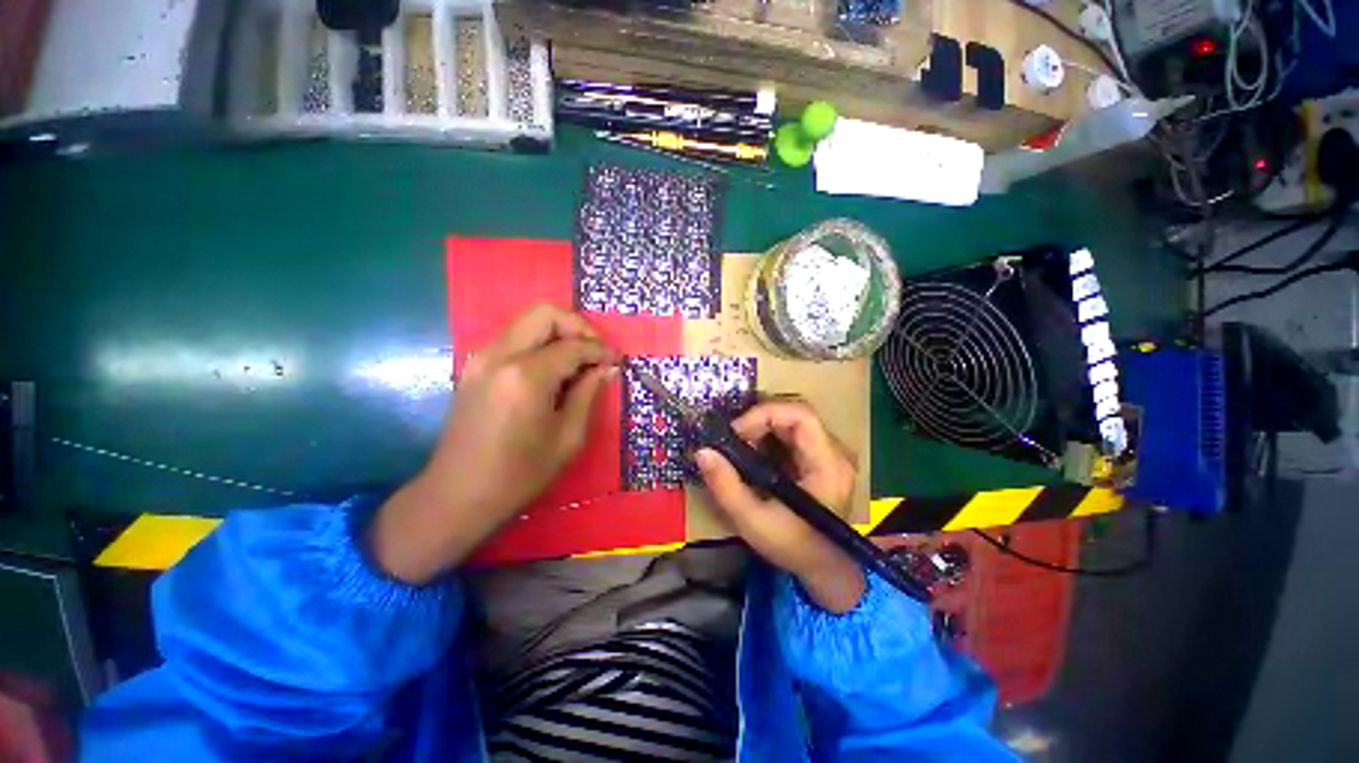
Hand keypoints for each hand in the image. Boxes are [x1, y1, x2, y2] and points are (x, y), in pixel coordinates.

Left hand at [372, 305, 616, 583]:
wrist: (459, 494)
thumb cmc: (521, 474)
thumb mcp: (568, 437)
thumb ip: (588, 394)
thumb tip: (607, 368)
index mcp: (526, 376)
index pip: (572, 346)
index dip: (600, 351)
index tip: (616, 362)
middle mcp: (500, 355)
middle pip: (545, 314)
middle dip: (578, 326)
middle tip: (596, 352)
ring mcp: (481, 358)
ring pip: (527, 322)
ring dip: (558, 333)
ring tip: (579, 361)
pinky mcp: (474, 366)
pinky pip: (514, 339)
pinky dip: (539, 343)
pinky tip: (553, 369)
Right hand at [695, 400, 864, 612]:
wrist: (825, 568)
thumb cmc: (793, 547)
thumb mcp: (753, 521)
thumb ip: (725, 486)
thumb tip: (702, 451)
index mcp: (828, 465)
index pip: (801, 416)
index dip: (765, 414)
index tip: (735, 433)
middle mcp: (835, 453)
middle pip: (797, 413)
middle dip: (760, 418)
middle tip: (734, 438)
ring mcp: (830, 454)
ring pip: (794, 420)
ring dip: (763, 426)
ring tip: (740, 446)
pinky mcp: (821, 458)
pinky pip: (793, 433)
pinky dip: (769, 436)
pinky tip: (754, 455)